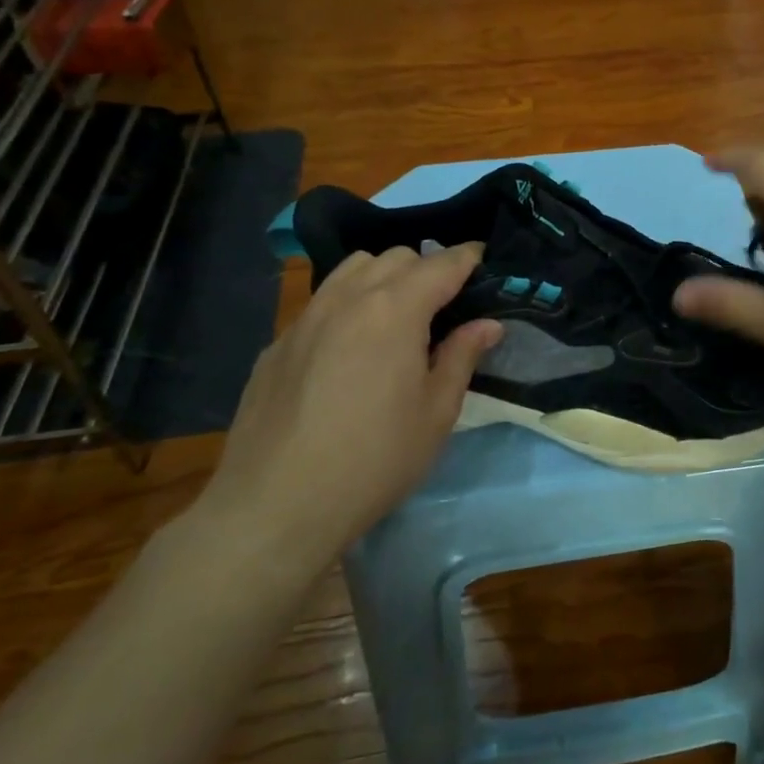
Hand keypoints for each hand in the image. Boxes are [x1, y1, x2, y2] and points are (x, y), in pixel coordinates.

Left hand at [196, 244, 500, 557]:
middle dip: (427, 269)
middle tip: (444, 306)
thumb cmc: (375, 459)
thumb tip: (487, 324)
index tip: (484, 260)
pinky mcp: (277, 344)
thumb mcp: (436, 412)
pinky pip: (322, 303)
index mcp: (395, 310)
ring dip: (383, 278)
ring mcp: (306, 318)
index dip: (468, 258)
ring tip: (396, 317)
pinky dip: (347, 306)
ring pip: (352, 270)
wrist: (276, 505)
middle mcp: (348, 299)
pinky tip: (349, 351)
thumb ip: (462, 356)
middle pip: (396, 258)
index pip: (441, 264)